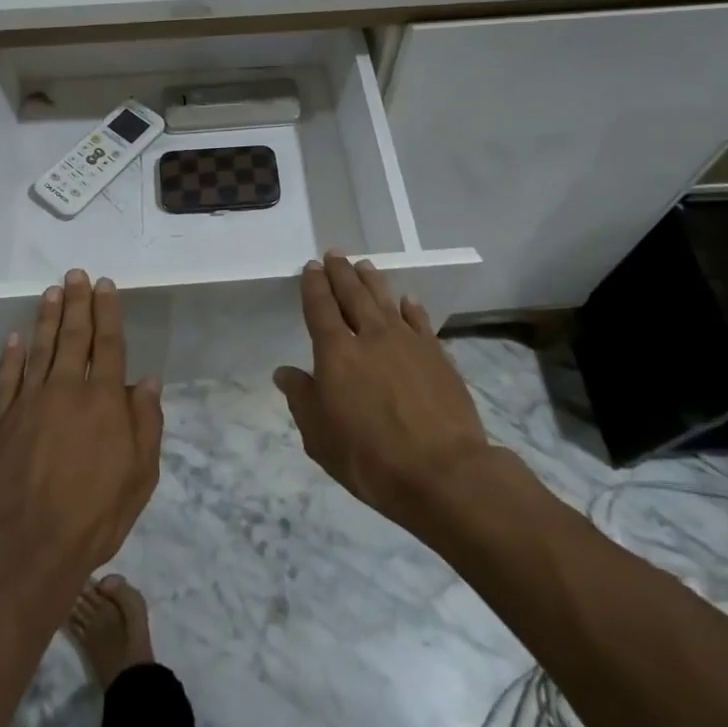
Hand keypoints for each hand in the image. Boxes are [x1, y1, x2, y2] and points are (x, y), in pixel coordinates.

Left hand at [0, 270, 163, 575]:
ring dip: (47, 317)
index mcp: (105, 401)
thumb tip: (148, 381)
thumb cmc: (94, 515)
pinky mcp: (1, 421)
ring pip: (40, 348)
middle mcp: (67, 390)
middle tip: (76, 274)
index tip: (105, 285)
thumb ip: (146, 424)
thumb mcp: (141, 476)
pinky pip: (8, 378)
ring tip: (51, 291)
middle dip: (77, 302)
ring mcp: (30, 403)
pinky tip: (15, 338)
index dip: (108, 312)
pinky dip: (12, 355)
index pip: (109, 344)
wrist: (27, 548)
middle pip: (74, 336)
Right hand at [274, 252, 496, 530]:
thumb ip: (302, 399)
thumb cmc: (370, 459)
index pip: (320, 307)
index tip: (311, 267)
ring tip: (365, 265)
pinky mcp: (437, 355)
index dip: (314, 285)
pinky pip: (420, 321)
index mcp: (336, 353)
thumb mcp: (320, 437)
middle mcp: (371, 337)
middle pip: (353, 295)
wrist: (442, 472)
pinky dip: (411, 308)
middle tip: (335, 254)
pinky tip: (407, 300)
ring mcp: (408, 342)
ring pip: (386, 301)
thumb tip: (285, 372)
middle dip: (341, 272)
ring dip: (373, 281)